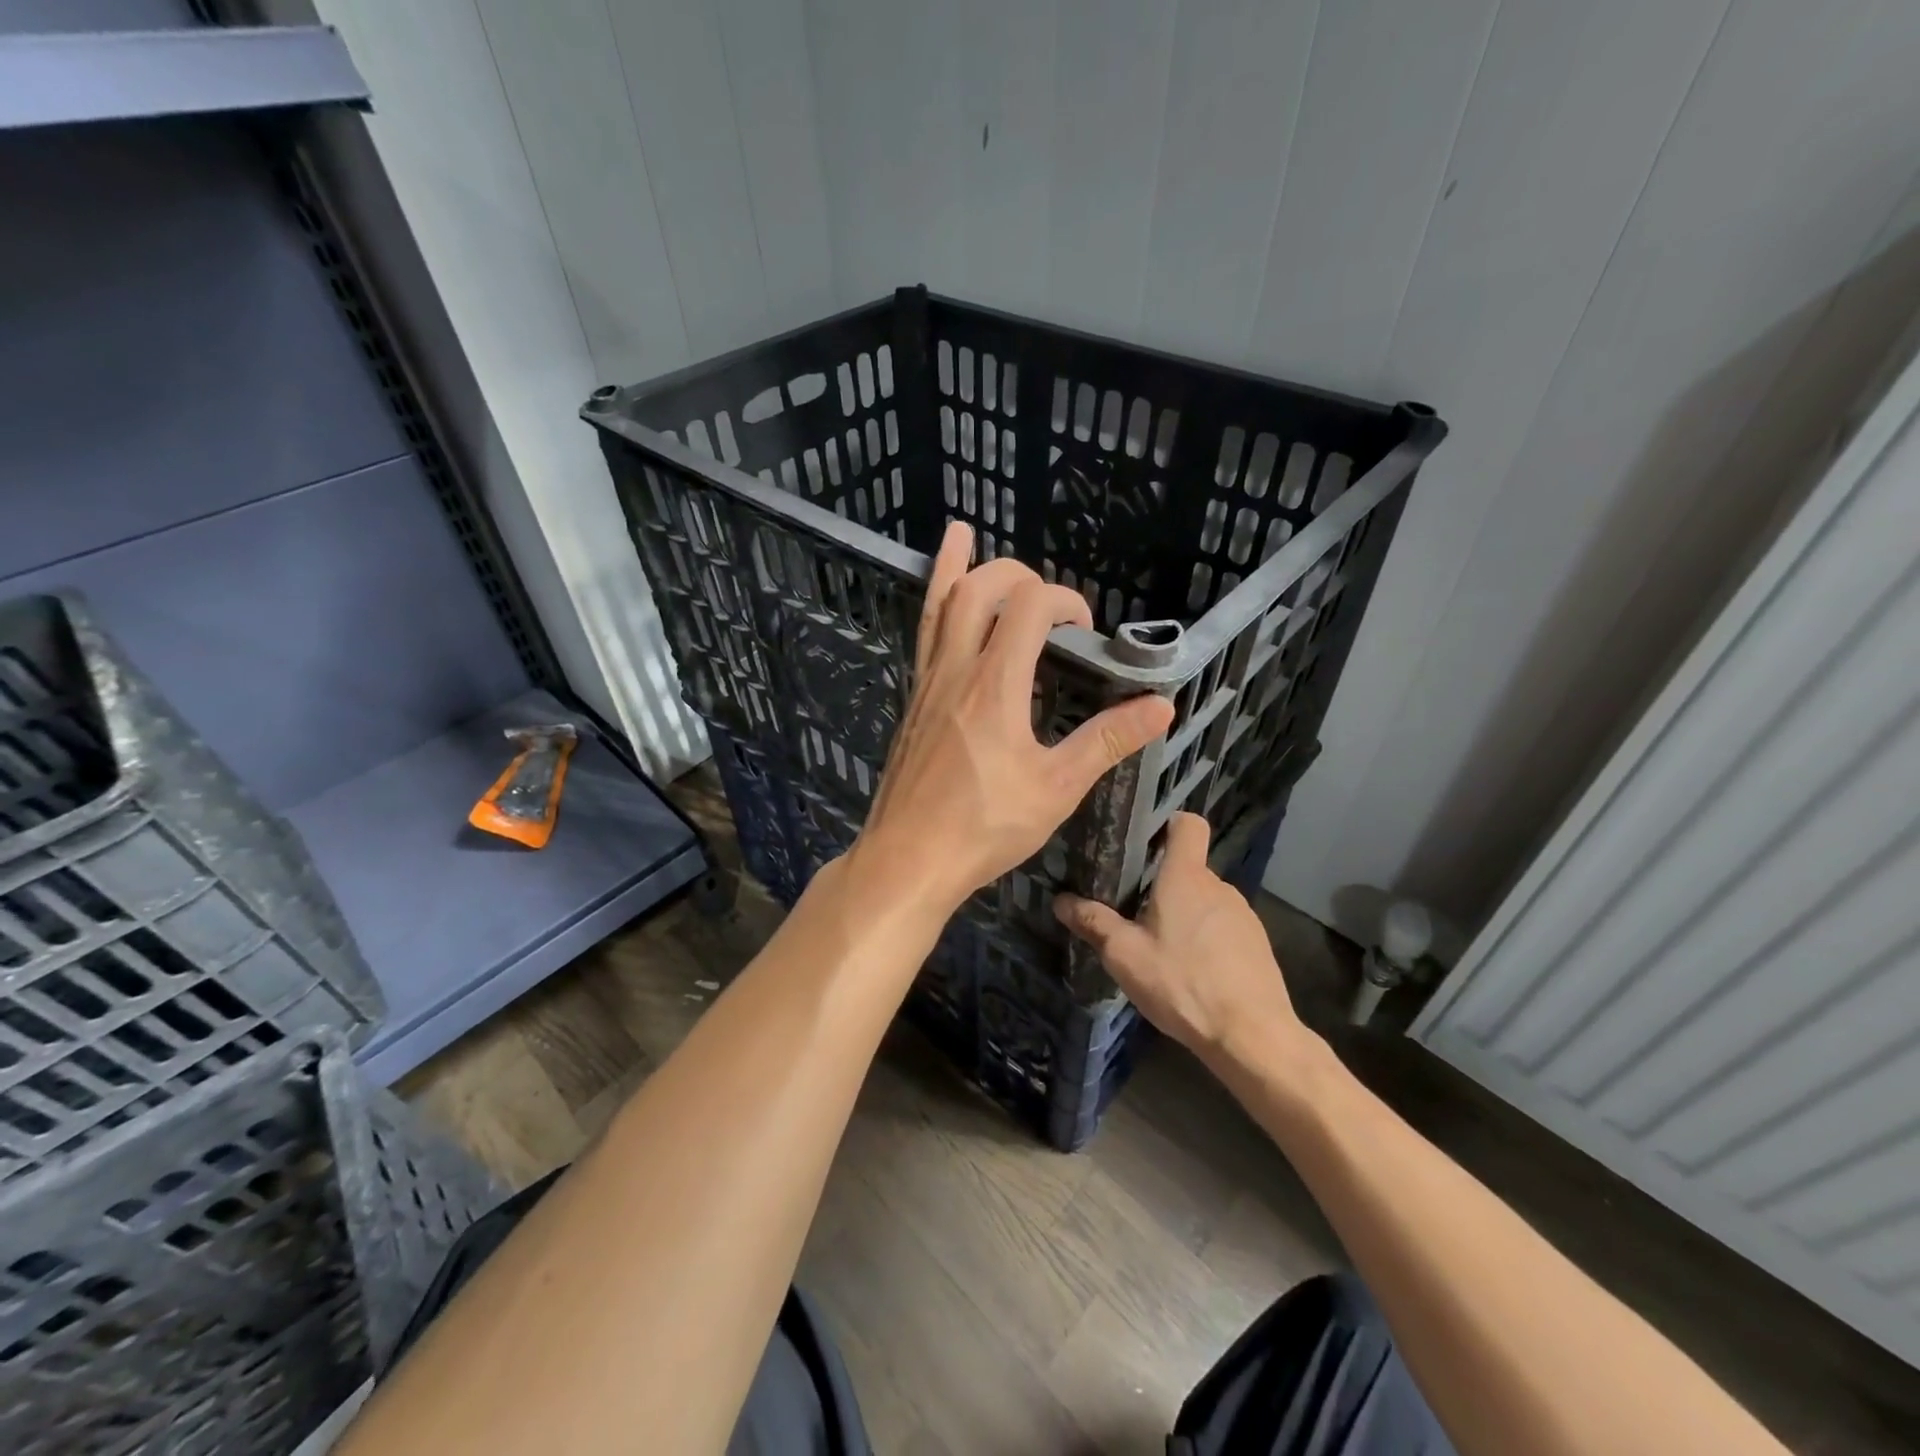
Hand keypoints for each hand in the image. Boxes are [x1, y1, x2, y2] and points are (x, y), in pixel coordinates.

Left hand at [849, 522, 1173, 915]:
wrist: (907, 857)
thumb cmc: (984, 827)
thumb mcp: (1056, 788)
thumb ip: (1106, 741)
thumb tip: (1161, 706)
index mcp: (996, 684)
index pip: (1031, 606)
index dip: (1066, 601)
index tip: (1086, 631)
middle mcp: (957, 670)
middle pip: (979, 589)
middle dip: (1017, 574)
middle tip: (1045, 593)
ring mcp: (928, 683)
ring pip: (939, 606)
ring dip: (956, 567)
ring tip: (961, 531)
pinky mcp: (913, 702)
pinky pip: (923, 637)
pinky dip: (934, 605)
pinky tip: (940, 604)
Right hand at [1054, 812, 1307, 1066]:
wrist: (1251, 1035)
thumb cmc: (1182, 983)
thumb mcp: (1124, 955)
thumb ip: (1093, 923)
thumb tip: (1060, 900)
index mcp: (1186, 877)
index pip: (1188, 824)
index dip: (1167, 824)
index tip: (1143, 843)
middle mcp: (1219, 886)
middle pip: (1188, 868)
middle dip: (1162, 884)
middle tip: (1132, 911)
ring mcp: (1243, 915)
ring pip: (1205, 901)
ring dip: (1184, 915)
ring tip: (1160, 948)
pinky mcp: (1257, 944)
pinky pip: (1222, 927)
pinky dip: (1205, 939)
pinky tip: (1190, 972)